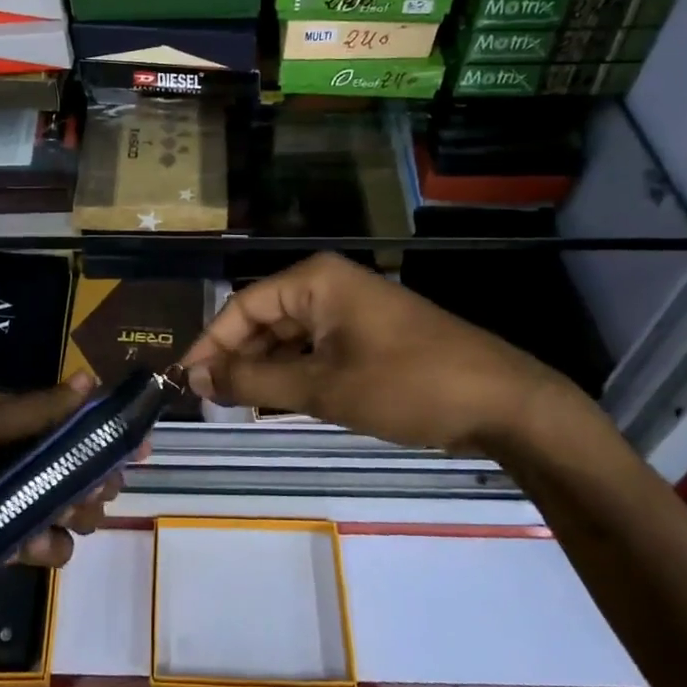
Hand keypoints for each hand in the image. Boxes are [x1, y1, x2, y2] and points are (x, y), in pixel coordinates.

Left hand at [0, 373, 123, 640]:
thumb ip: (32, 410)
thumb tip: (87, 378)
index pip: (49, 412)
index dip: (88, 420)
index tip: (129, 434)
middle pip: (58, 457)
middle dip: (89, 468)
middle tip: (113, 484)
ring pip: (55, 499)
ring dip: (78, 506)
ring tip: (88, 517)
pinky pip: (39, 540)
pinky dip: (50, 544)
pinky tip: (49, 549)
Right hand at [182, 252, 591, 459]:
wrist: (502, 402)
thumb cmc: (406, 385)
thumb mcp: (322, 388)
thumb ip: (254, 382)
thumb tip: (196, 378)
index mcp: (314, 280)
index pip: (242, 306)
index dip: (210, 344)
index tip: (183, 381)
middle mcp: (329, 284)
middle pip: (264, 319)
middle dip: (236, 359)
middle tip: (208, 400)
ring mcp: (351, 310)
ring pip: (289, 337)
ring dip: (264, 370)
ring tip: (235, 406)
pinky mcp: (369, 335)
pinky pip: (316, 348)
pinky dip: (295, 374)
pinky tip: (278, 402)